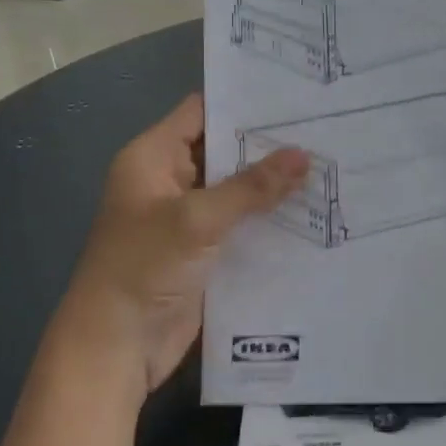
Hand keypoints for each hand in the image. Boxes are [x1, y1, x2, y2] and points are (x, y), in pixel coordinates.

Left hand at [46, 95, 307, 398]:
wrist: (115, 349)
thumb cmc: (143, 269)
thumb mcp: (196, 219)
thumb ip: (251, 187)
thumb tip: (304, 155)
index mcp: (153, 158)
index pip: (201, 112)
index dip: (243, 102)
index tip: (294, 95)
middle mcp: (170, 181)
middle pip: (224, 150)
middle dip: (269, 145)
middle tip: (324, 129)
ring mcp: (188, 218)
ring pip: (238, 190)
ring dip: (274, 184)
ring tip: (329, 164)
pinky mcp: (205, 251)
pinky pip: (242, 224)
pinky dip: (270, 218)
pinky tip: (314, 210)